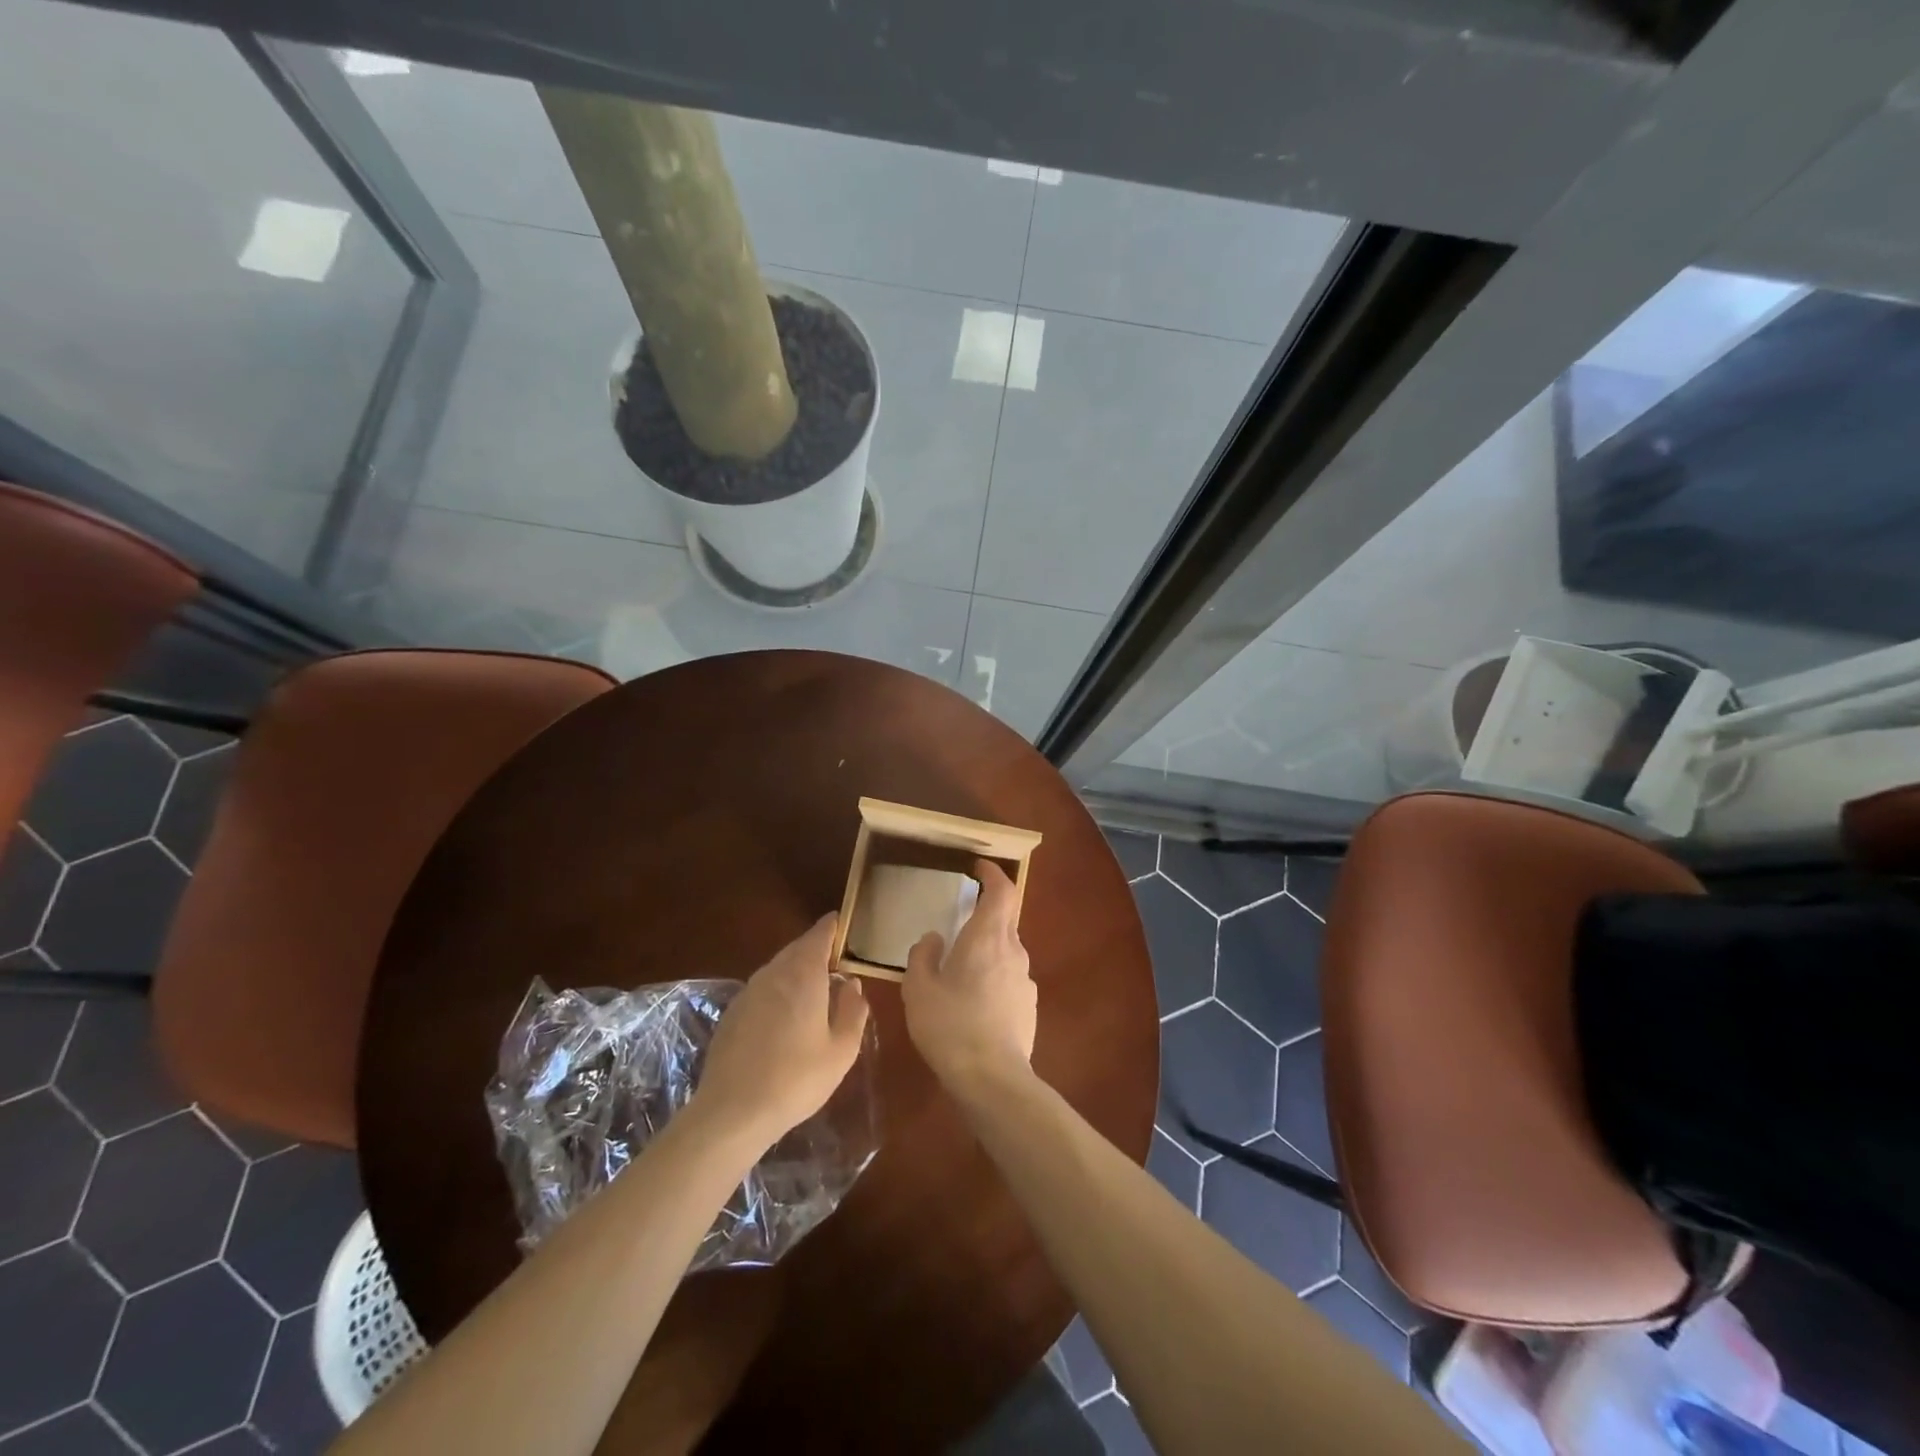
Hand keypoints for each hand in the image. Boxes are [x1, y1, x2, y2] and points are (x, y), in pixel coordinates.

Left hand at [693, 914, 869, 1146]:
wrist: (732, 1111)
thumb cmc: (797, 1078)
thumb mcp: (841, 1050)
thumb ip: (853, 1010)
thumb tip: (852, 984)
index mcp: (804, 974)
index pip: (819, 934)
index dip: (833, 927)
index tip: (843, 924)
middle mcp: (774, 973)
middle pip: (797, 948)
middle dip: (816, 949)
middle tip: (835, 961)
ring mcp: (748, 991)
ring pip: (778, 968)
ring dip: (796, 971)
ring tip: (814, 990)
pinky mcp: (732, 1013)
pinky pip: (762, 989)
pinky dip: (778, 991)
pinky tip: (785, 1018)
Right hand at [904, 860, 1036, 1093]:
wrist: (992, 1078)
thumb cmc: (950, 1025)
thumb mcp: (918, 989)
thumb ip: (923, 955)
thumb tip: (934, 939)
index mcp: (986, 937)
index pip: (1001, 891)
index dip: (993, 874)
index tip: (979, 867)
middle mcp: (1012, 950)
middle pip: (1005, 918)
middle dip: (986, 910)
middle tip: (961, 916)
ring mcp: (1025, 979)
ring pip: (1006, 949)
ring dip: (987, 947)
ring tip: (961, 967)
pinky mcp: (1029, 1005)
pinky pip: (1010, 977)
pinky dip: (993, 975)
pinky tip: (974, 1001)